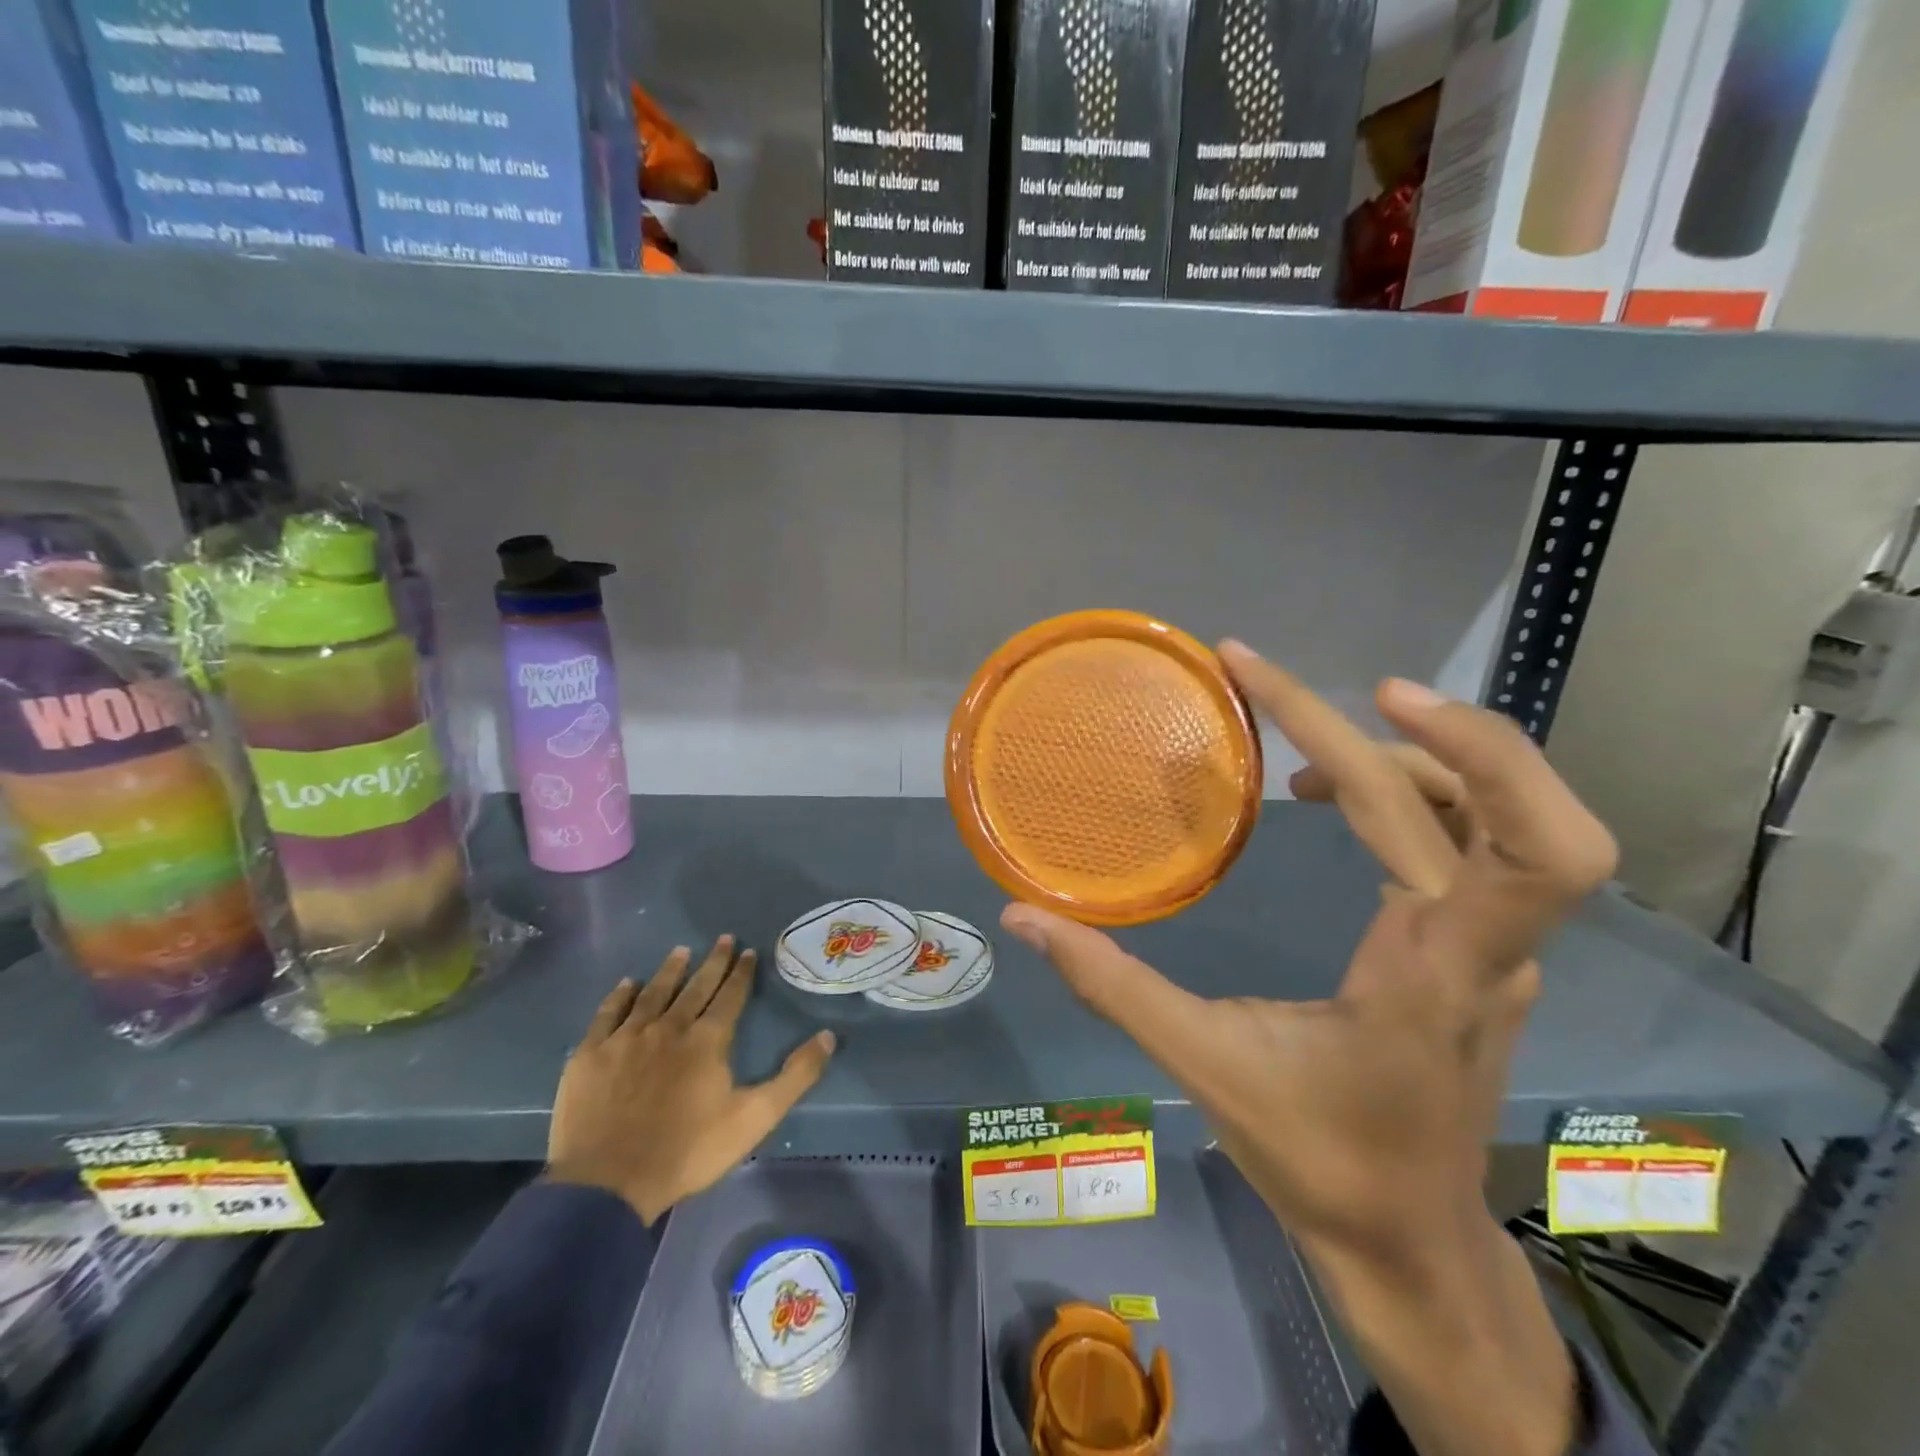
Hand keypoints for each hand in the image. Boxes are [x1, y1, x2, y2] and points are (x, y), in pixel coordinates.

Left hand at [548, 936, 835, 1224]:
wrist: (607, 1183)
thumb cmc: (687, 1151)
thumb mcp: (755, 1118)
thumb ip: (795, 1076)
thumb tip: (829, 1035)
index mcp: (707, 1040)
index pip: (730, 996)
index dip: (741, 973)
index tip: (749, 951)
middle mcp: (669, 1027)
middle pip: (695, 987)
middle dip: (713, 961)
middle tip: (723, 938)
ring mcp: (626, 1038)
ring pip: (653, 993)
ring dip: (670, 970)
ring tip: (681, 950)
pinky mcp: (591, 1054)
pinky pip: (608, 1014)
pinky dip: (619, 996)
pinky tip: (627, 984)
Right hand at [1000, 642, 1617, 1455]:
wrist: (1407, 1239)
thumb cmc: (1317, 1158)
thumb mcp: (1205, 1065)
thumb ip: (1110, 984)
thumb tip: (1023, 916)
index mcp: (1437, 971)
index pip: (1504, 840)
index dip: (1469, 749)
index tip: (1365, 691)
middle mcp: (1489, 946)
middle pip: (1506, 805)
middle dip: (1416, 726)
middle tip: (1299, 684)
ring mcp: (1498, 947)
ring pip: (1500, 813)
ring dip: (1411, 756)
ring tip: (1300, 755)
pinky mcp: (1483, 947)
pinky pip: (1473, 839)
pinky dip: (1413, 791)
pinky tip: (1332, 802)